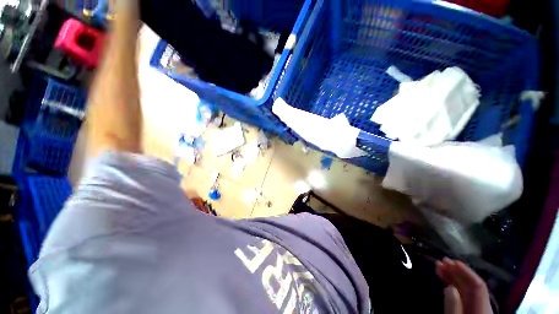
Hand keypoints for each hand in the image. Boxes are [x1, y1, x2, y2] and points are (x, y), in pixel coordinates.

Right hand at [436, 258, 492, 313]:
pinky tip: (446, 278)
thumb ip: (454, 307)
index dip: (466, 271)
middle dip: (457, 271)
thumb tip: (450, 287)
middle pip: (472, 286)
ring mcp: (478, 307)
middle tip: (442, 260)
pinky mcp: (471, 309)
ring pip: (467, 289)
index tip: (451, 260)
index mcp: (484, 308)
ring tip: (440, 265)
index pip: (478, 285)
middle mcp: (484, 305)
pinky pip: (464, 295)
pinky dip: (454, 285)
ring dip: (453, 276)